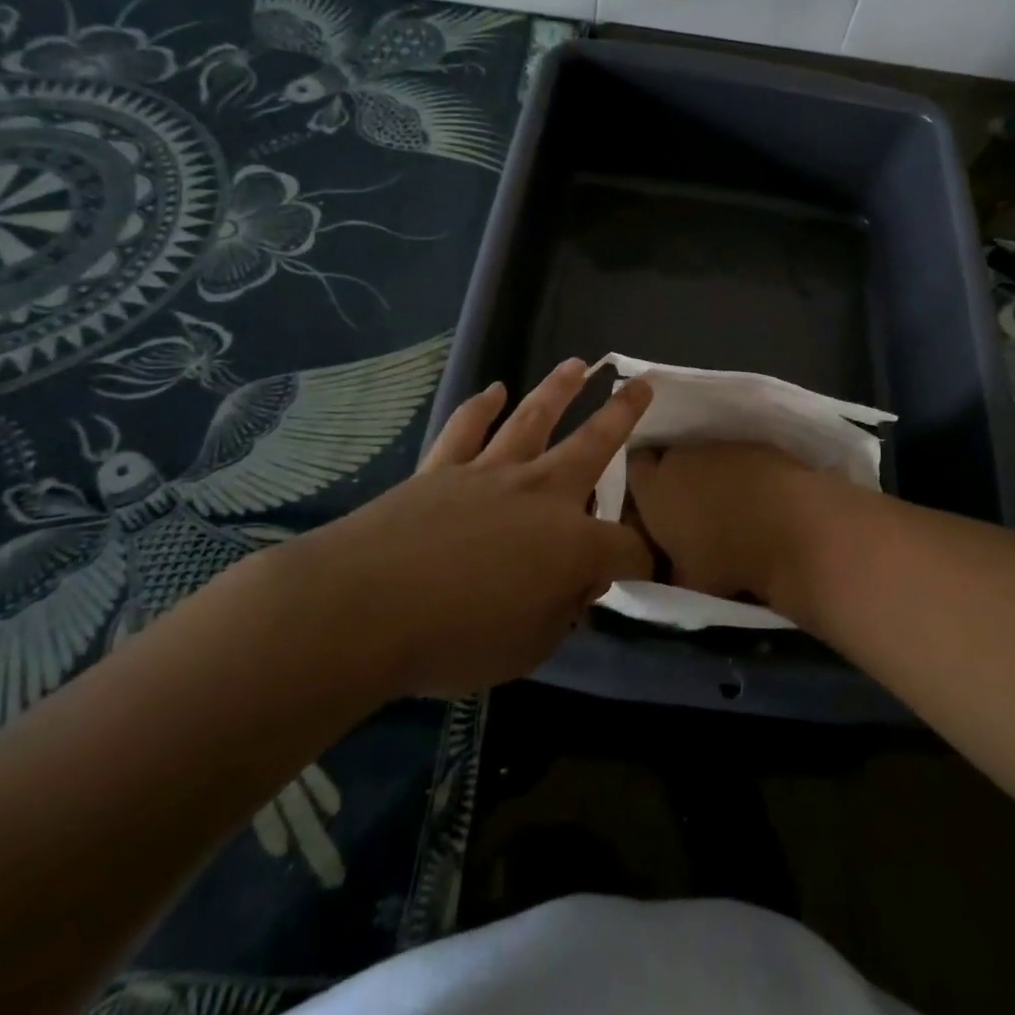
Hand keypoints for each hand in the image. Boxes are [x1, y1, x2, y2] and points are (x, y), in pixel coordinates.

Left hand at [296, 359, 653, 698]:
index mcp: (572, 544)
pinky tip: (493, 391)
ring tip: (578, 365)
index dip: (643, 559)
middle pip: (594, 445)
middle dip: (623, 414)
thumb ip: (562, 611)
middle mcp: (541, 494)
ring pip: (533, 420)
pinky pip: (466, 429)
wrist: (366, 607)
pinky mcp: (443, 469)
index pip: (626, 548)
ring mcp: (490, 473)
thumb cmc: (455, 640)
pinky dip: (480, 407)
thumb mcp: (529, 648)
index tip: (648, 568)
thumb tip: (578, 583)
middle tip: (643, 384)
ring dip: (558, 390)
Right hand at [625, 442, 836, 616]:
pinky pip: (737, 458)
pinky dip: (742, 474)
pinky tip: (758, 499)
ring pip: (704, 457)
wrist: (794, 528)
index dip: (641, 485)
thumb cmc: (729, 560)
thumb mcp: (686, 580)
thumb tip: (668, 566)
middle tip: (688, 510)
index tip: (651, 507)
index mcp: (654, 487)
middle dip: (675, 479)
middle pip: (669, 459)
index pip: (633, 469)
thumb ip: (668, 568)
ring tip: (728, 507)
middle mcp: (681, 456)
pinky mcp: (756, 444)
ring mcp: (721, 446)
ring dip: (710, 475)